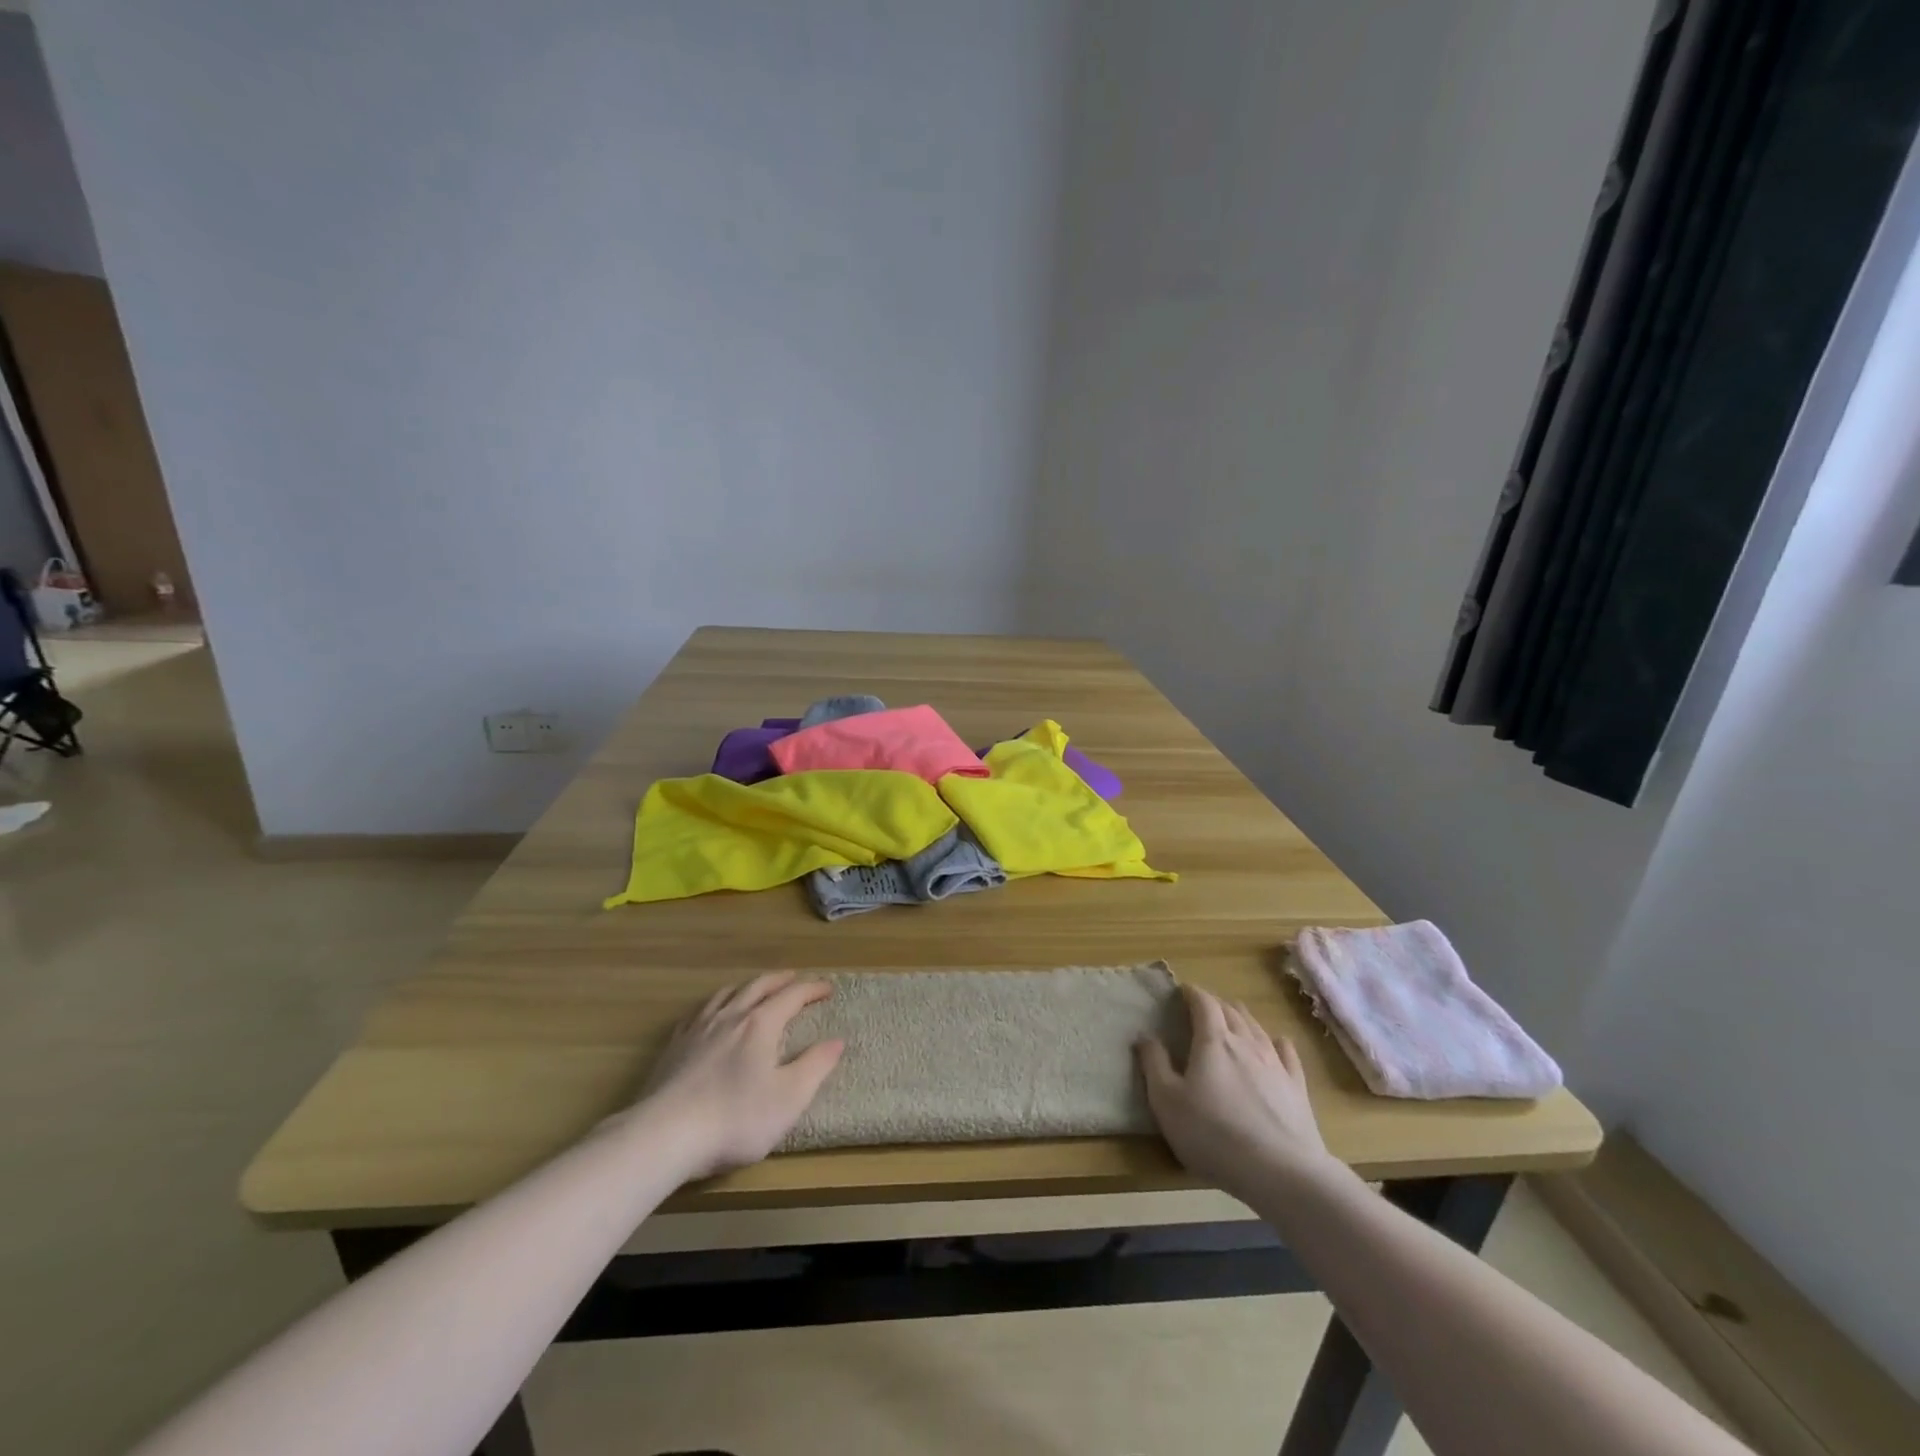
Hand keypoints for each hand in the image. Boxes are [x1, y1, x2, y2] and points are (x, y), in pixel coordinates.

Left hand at [638, 973, 844, 1180]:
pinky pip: (699, 1012)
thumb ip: (815, 1066)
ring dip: (747, 987)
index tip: (828, 988)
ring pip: (726, 994)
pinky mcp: (674, 1046)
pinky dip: (715, 1004)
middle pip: (758, 986)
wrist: (664, 1135)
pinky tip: (711, 1014)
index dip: (812, 989)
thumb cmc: (735, 1119)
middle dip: (780, 980)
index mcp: (761, 1024)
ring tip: (755, 989)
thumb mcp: (789, 1098)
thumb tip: (837, 1041)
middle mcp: (730, 1016)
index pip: (792, 995)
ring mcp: (698, 1029)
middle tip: (795, 978)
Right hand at [1137, 984, 1336, 1199]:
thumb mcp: (1167, 1101)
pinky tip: (1279, 1042)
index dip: (1192, 993)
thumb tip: (1145, 1036)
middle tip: (1204, 1006)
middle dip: (1216, 1004)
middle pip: (1231, 1011)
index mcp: (1213, 1041)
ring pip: (1258, 1028)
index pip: (1203, 1003)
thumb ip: (1154, 1065)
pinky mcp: (1297, 1087)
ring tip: (1235, 1015)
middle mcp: (1246, 1043)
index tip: (1182, 991)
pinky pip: (1288, 1054)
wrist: (1280, 1171)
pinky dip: (1278, 1043)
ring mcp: (1275, 1064)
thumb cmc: (1213, 1134)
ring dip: (1243, 1017)